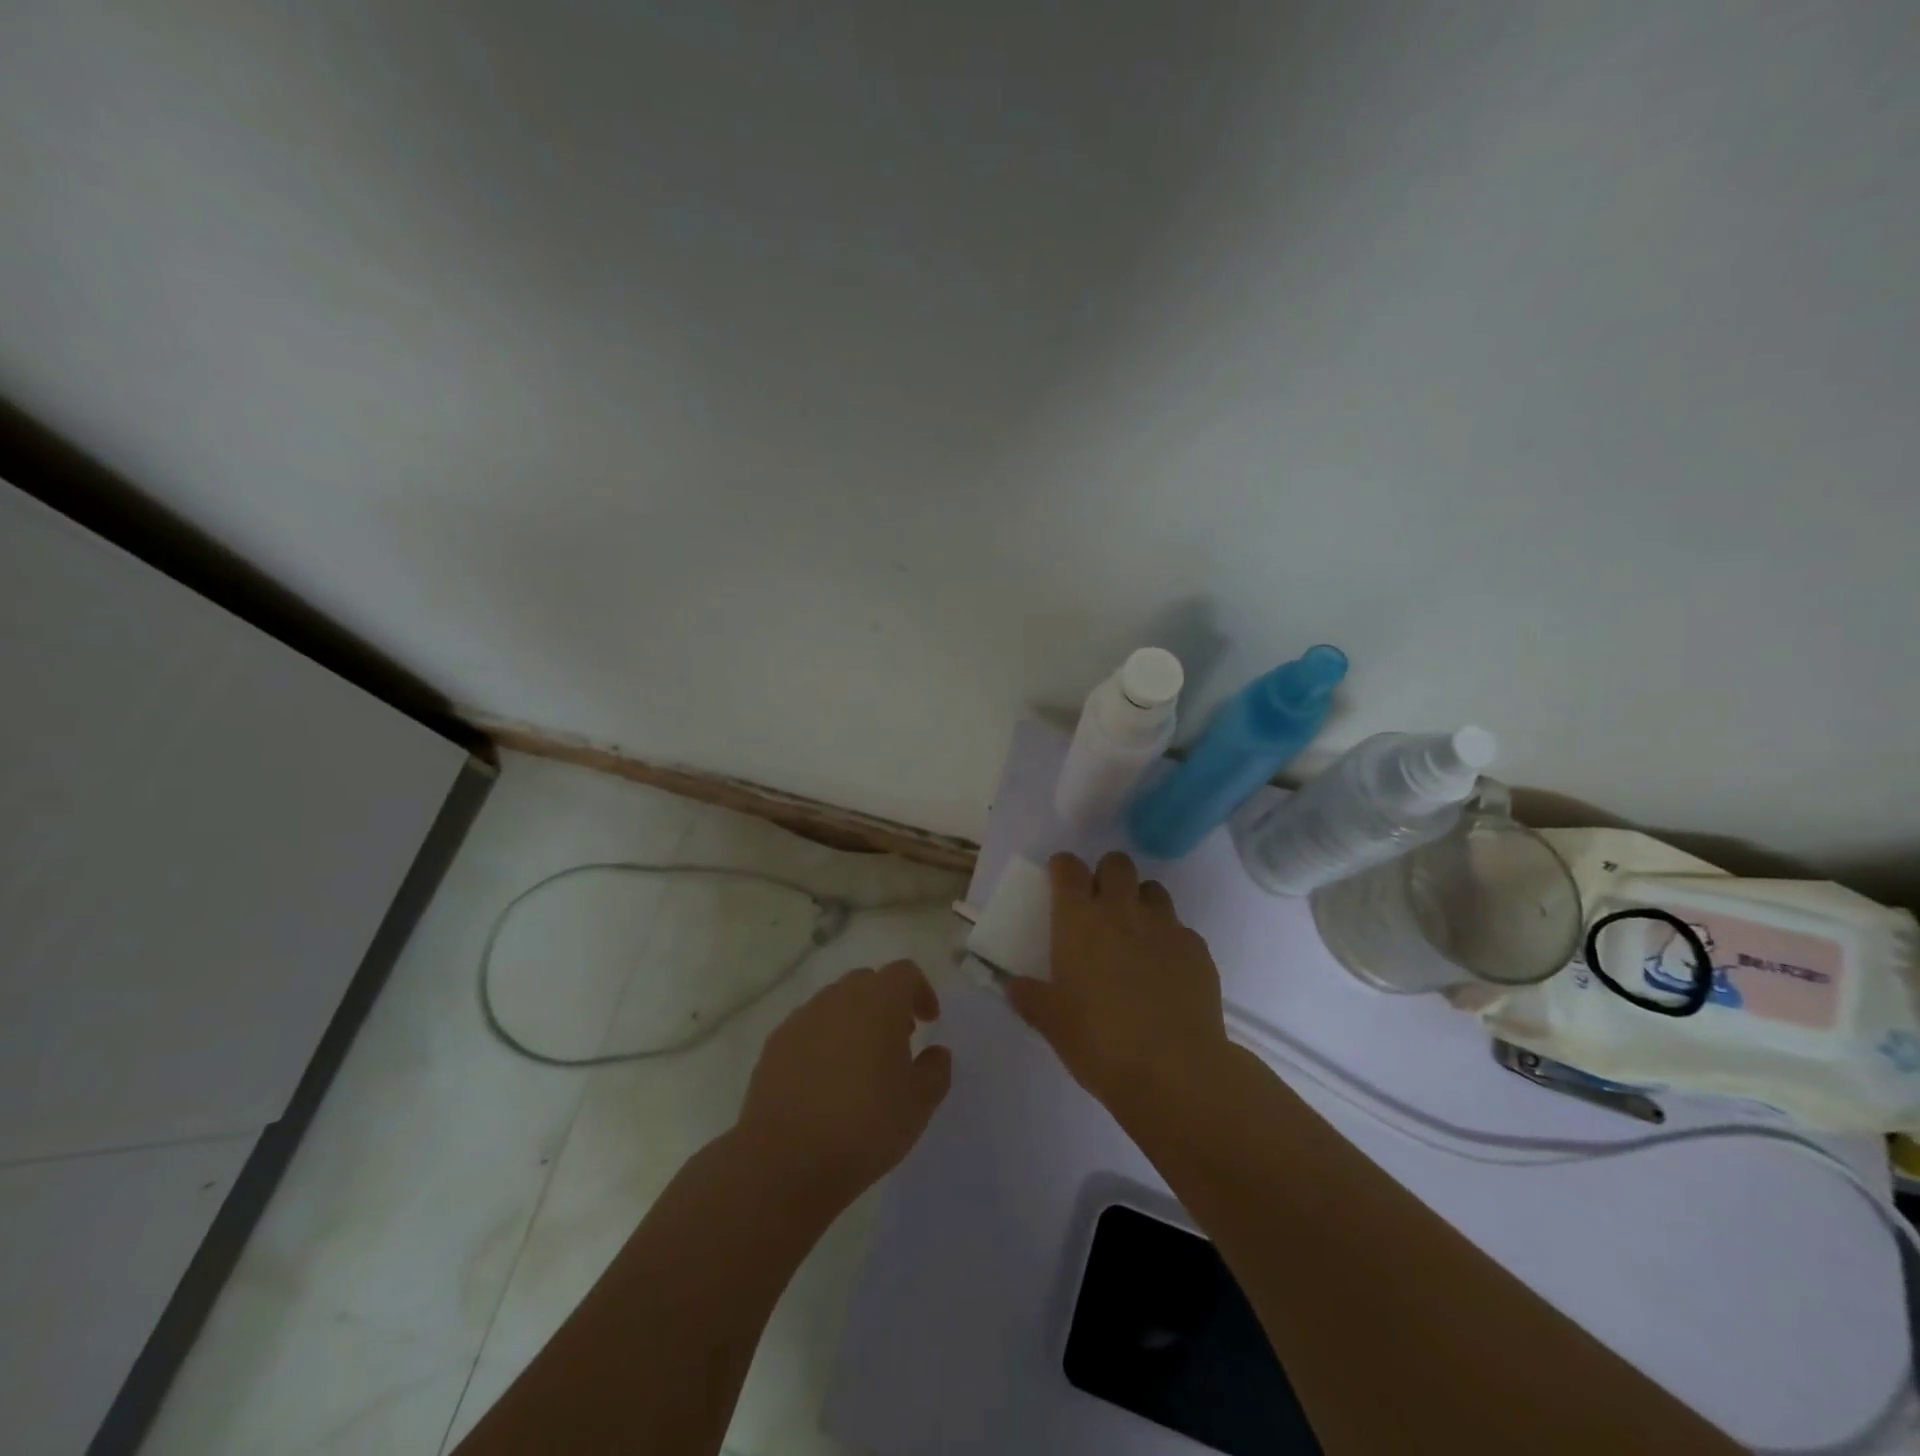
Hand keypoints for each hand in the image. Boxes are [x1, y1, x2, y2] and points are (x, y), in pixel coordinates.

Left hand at [735, 960, 950, 1211]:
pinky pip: (808, 1028)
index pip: (904, 973)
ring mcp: (802, 1018)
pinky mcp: (774, 1044)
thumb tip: (936, 1052)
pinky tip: (825, 1081)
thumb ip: (935, 1071)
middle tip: (898, 1040)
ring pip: (835, 1004)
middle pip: (867, 983)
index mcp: (878, 1001)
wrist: (783, 1161)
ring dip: (854, 1021)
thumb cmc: (863, 1126)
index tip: (928, 1021)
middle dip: (886, 1003)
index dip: (920, 992)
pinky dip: (824, 1041)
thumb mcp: (918, 1105)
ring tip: (861, 1063)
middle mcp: (838, 998)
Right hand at [1006, 852, 1228, 1113]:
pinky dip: (1169, 939)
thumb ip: (1031, 997)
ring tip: (1135, 933)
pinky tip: (1165, 970)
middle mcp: (1123, 910)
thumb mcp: (1052, 1023)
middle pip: (1117, 863)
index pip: (1069, 868)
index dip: (1063, 868)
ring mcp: (1165, 926)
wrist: (1175, 1070)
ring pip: (1153, 889)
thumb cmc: (1100, 1041)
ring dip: (1140, 901)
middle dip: (1106, 875)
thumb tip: (1015, 986)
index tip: (1060, 879)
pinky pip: (1181, 928)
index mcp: (1080, 919)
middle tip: (1099, 905)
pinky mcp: (1198, 949)